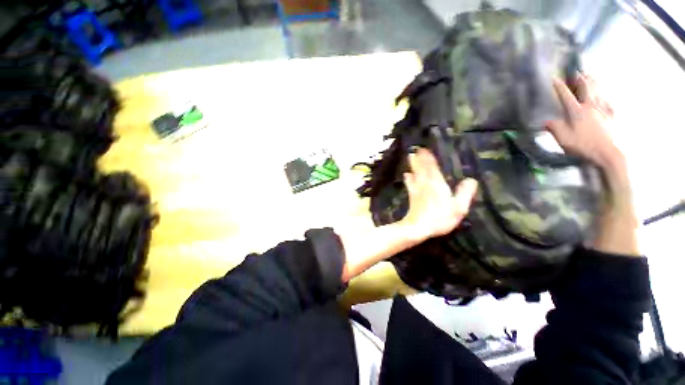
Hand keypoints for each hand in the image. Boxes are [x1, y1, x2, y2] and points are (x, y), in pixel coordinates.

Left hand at [400, 149, 477, 242]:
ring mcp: (416, 189)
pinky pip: (409, 183)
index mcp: (437, 183)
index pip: (432, 166)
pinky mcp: (411, 195)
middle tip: (416, 148)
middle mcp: (425, 183)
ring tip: (411, 156)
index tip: (425, 148)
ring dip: (413, 164)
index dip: (428, 157)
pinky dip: (408, 177)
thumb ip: (465, 193)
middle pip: (421, 167)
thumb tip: (471, 179)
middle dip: (418, 157)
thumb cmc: (439, 218)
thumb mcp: (458, 208)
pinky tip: (406, 174)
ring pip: (414, 173)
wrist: (418, 227)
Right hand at [547, 74, 623, 168]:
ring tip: (589, 76)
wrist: (607, 154)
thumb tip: (546, 121)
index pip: (565, 95)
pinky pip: (608, 101)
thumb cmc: (582, 146)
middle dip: (580, 78)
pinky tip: (603, 95)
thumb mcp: (562, 139)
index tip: (553, 78)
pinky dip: (604, 95)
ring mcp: (603, 110)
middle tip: (576, 71)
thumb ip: (554, 127)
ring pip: (598, 90)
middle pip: (586, 87)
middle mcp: (590, 106)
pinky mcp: (611, 116)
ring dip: (593, 81)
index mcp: (577, 111)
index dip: (559, 86)